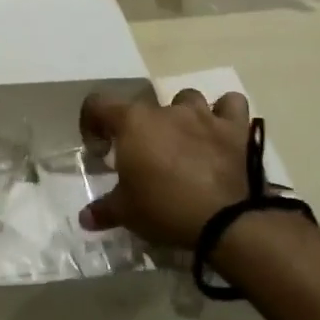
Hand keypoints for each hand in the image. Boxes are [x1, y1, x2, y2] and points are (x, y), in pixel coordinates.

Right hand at [78, 90, 251, 251]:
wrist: (224, 220)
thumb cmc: (164, 209)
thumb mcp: (126, 213)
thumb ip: (103, 210)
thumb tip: (85, 218)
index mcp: (133, 123)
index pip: (99, 104)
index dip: (92, 122)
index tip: (99, 148)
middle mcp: (166, 110)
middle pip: (144, 106)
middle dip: (139, 128)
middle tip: (142, 157)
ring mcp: (203, 115)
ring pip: (187, 98)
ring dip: (181, 115)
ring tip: (181, 141)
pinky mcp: (234, 128)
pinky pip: (231, 104)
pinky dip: (224, 113)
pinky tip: (220, 130)